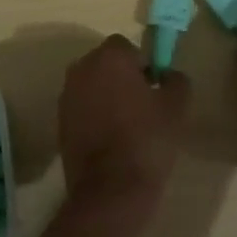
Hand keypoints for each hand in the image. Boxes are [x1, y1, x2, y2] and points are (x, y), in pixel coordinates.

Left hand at [59, 35, 190, 219]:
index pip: (127, 46)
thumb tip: (168, 75)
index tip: (154, 87)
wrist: (111, 190)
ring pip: (92, 85)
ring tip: (126, 123)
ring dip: (106, 95)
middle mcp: (82, 68)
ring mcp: (67, 95)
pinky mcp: (59, 122)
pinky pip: (82, 107)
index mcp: (110, 57)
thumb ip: (176, 80)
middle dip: (122, 76)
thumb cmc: (147, 139)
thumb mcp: (176, 107)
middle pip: (106, 63)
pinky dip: (94, 114)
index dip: (142, 64)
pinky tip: (110, 139)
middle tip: (142, 104)